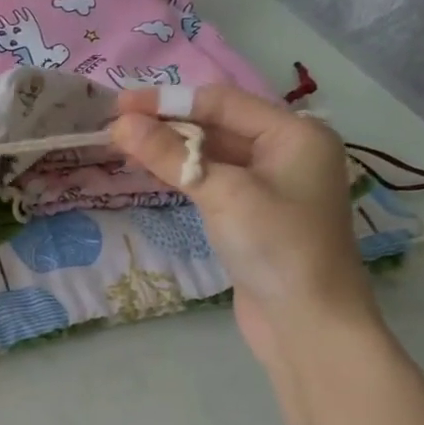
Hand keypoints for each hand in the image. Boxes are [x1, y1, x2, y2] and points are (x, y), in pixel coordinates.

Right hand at [111, 85, 378, 367]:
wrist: (308, 323)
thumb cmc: (276, 248)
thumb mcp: (222, 194)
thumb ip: (170, 155)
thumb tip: (120, 124)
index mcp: (295, 134)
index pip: (221, 103)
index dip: (168, 101)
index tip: (118, 105)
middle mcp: (286, 151)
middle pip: (217, 124)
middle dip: (167, 124)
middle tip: (115, 127)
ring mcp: (270, 184)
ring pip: (212, 153)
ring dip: (171, 149)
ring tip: (124, 145)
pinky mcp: (253, 213)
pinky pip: (213, 180)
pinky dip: (183, 173)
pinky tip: (152, 171)